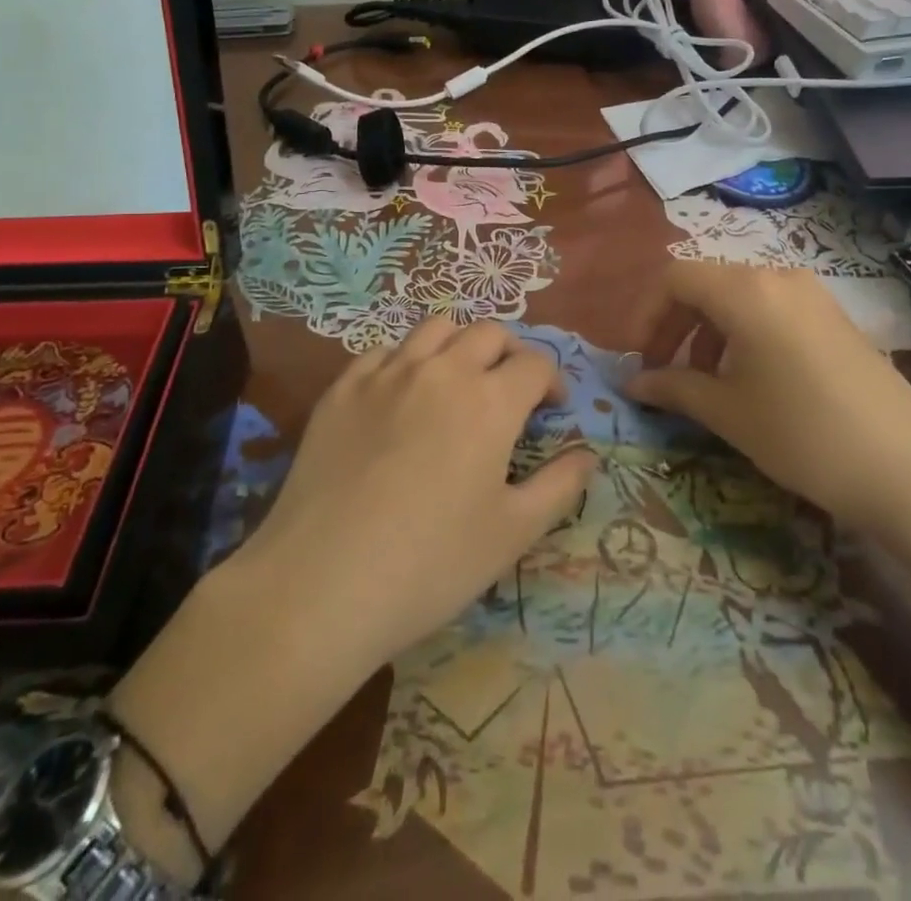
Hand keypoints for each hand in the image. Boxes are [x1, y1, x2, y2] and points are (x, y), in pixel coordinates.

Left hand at [236, 317, 597, 677]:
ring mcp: (386, 373)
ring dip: (459, 345)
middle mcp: (441, 370)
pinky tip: (401, 395)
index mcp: (489, 400)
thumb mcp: (513, 533)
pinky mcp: (342, 388)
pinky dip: (406, 360)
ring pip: (435, 328)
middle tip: (510, 391)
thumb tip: (588, 455)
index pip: (534, 364)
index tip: (552, 408)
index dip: (552, 380)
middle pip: (488, 333)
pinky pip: (383, 351)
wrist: (322, 583)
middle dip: (510, 354)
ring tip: (458, 381)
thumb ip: (559, 486)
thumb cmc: (431, 564)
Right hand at [626, 263, 910, 538]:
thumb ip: (672, 387)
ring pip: (739, 297)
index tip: (640, 360)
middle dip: (676, 325)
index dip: (647, 316)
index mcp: (745, 290)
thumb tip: (632, 384)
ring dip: (709, 332)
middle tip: (664, 373)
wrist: (909, 470)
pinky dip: (744, 334)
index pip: (675, 279)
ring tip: (706, 382)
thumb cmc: (802, 435)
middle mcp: (778, 277)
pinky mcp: (834, 317)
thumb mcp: (727, 412)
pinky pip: (772, 309)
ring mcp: (812, 294)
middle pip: (706, 284)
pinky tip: (751, 379)